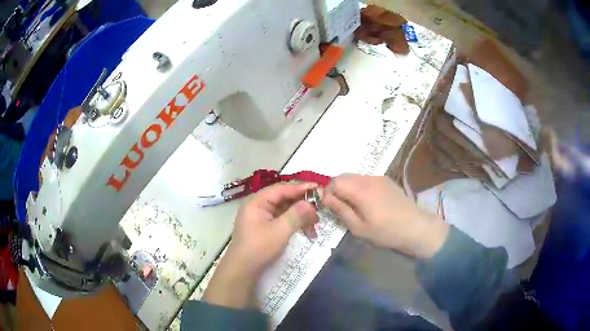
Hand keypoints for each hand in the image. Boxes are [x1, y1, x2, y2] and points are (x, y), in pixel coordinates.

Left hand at [204, 182, 318, 308]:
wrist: (243, 269)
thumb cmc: (259, 248)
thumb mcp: (280, 231)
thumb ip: (296, 215)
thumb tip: (311, 203)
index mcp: (257, 201)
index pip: (282, 189)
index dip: (301, 188)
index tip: (319, 188)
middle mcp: (258, 204)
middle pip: (284, 198)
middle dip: (302, 205)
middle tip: (319, 210)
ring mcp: (261, 215)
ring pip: (285, 209)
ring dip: (300, 215)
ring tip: (314, 225)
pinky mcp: (264, 226)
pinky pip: (282, 218)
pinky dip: (294, 223)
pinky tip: (306, 230)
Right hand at [321, 175, 448, 258]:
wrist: (416, 227)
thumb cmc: (386, 232)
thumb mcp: (359, 228)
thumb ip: (341, 210)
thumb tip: (325, 197)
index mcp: (361, 190)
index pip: (334, 182)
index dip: (328, 193)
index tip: (330, 207)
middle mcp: (369, 178)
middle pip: (343, 176)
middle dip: (337, 189)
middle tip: (341, 207)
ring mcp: (379, 177)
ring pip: (354, 177)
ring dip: (348, 188)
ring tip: (355, 206)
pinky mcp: (386, 180)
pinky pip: (365, 179)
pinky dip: (359, 187)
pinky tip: (368, 202)